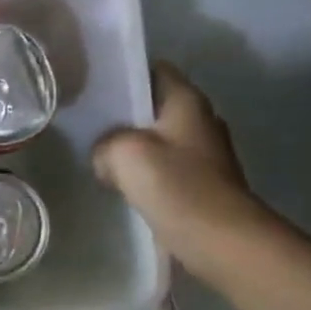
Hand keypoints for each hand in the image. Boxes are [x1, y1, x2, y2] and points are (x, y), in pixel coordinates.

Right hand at [92, 64, 274, 276]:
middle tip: (89, 122)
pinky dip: (144, 171)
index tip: (95, 86)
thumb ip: (104, 143)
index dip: (124, 74)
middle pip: (154, 105)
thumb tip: (104, 155)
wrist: (221, 240)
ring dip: (131, 145)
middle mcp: (200, 120)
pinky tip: (123, 184)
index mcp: (187, 101)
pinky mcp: (201, 183)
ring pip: (157, 137)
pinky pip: (164, 166)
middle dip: (123, 113)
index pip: (154, 69)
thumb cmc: (175, 186)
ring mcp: (204, 153)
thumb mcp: (123, 153)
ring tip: (99, 154)